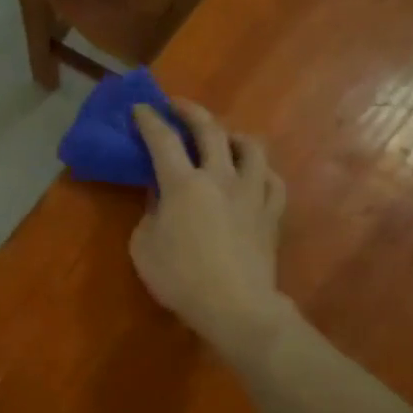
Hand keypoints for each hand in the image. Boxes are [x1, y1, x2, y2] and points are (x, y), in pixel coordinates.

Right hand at [130, 102, 287, 357]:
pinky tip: (253, 174)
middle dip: (191, 111)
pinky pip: (272, 179)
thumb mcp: (144, 246)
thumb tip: (158, 195)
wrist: (235, 306)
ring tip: (222, 137)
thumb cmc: (180, 278)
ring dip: (232, 134)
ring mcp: (251, 192)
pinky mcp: (271, 212)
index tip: (140, 108)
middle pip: (210, 129)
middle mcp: (219, 177)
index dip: (149, 120)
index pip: (163, 140)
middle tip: (177, 106)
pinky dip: (260, 170)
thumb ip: (149, 212)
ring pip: (250, 147)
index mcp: (183, 183)